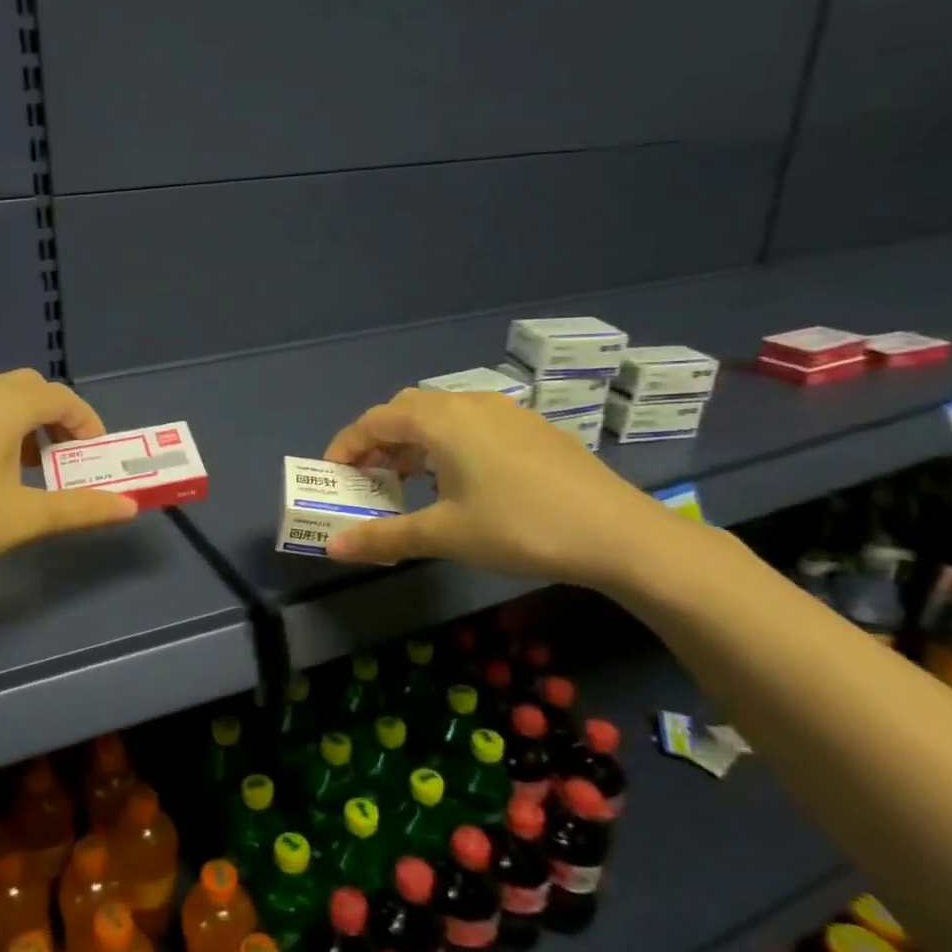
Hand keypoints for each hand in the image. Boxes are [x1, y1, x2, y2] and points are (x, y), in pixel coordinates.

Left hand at [0, 370, 139, 594]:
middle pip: (28, 388)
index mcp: (2, 407)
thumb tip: (129, 507)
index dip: (87, 423)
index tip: (95, 459)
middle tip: (64, 459)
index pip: (60, 397)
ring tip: (28, 466)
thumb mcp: (23, 519)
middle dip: (55, 417)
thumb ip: (79, 508)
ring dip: (23, 421)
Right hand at [321, 388, 673, 585]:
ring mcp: (507, 412)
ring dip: (414, 442)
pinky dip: (447, 444)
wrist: (619, 534)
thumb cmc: (519, 528)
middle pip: (406, 409)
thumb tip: (332, 548)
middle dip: (379, 441)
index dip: (347, 445)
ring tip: (409, 482)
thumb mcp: (444, 535)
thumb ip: (383, 537)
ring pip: (442, 415)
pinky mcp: (533, 428)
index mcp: (442, 420)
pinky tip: (460, 482)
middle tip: (369, 478)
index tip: (333, 476)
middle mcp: (471, 403)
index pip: (376, 420)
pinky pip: (472, 424)